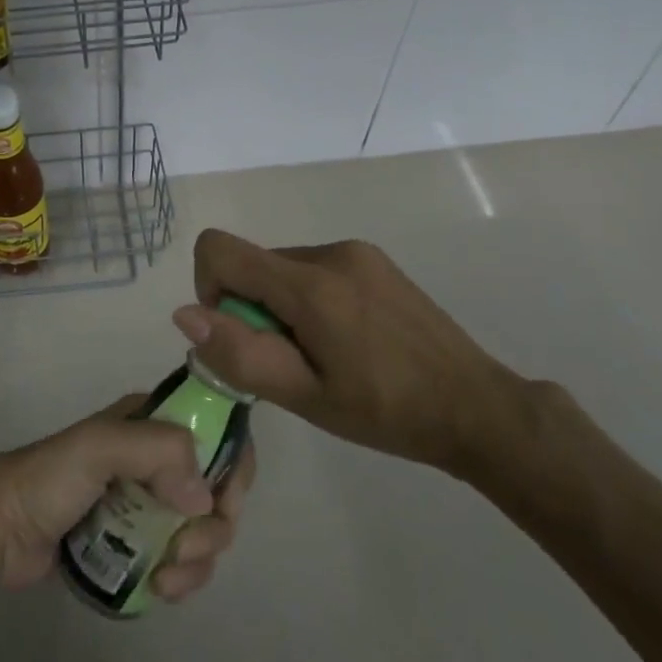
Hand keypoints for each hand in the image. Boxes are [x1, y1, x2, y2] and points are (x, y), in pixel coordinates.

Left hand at [0, 396, 256, 597]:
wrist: (1, 529)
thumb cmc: (50, 478)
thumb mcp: (101, 446)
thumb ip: (158, 452)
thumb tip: (205, 499)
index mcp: (153, 424)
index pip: (219, 434)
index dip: (235, 468)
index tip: (226, 503)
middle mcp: (158, 460)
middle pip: (218, 491)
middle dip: (215, 526)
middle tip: (185, 548)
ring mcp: (149, 504)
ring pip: (203, 531)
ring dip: (199, 560)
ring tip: (167, 579)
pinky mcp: (137, 544)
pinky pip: (180, 562)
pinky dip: (182, 578)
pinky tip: (160, 589)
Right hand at [172, 228, 537, 477]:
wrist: (476, 407)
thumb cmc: (386, 412)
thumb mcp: (305, 397)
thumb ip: (240, 354)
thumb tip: (184, 315)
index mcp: (311, 284)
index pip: (219, 249)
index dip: (209, 291)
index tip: (239, 336)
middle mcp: (331, 252)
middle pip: (252, 264)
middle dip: (250, 309)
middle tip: (290, 363)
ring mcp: (357, 253)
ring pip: (282, 269)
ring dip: (280, 307)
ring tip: (322, 356)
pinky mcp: (374, 261)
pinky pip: (313, 270)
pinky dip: (307, 301)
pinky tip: (344, 342)